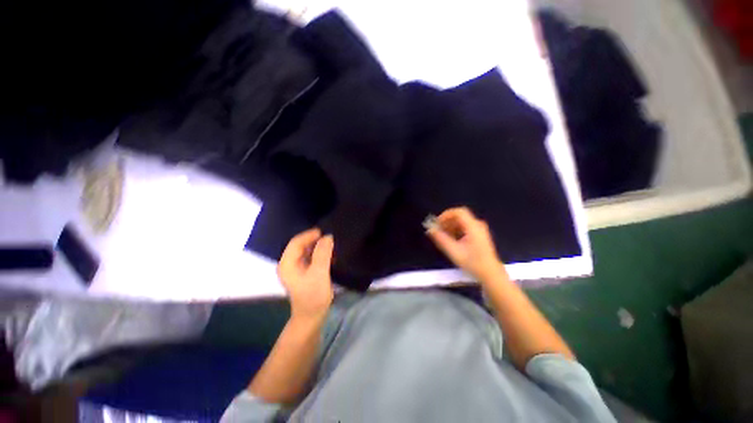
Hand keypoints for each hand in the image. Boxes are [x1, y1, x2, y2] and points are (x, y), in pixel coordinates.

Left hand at [278, 228, 333, 320]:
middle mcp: (289, 264)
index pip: (296, 242)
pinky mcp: (303, 272)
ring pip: (306, 250)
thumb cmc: (313, 296)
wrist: (312, 316)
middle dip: (314, 240)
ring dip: (318, 246)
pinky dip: (319, 253)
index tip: (324, 232)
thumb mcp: (319, 273)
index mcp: (287, 264)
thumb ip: (323, 254)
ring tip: (331, 244)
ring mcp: (295, 268)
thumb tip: (328, 237)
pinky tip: (329, 254)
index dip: (309, 235)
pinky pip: (310, 257)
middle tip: (330, 238)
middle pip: (300, 245)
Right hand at [426, 207, 504, 280]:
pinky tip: (451, 240)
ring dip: (450, 227)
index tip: (437, 223)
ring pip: (461, 222)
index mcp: (473, 226)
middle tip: (438, 231)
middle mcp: (477, 225)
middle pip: (459, 216)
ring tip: (443, 237)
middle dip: (446, 222)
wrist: (491, 274)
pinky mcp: (479, 236)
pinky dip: (456, 231)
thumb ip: (441, 239)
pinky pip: (465, 228)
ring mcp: (479, 230)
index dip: (445, 215)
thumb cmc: (473, 262)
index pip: (458, 212)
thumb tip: (430, 229)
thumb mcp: (454, 251)